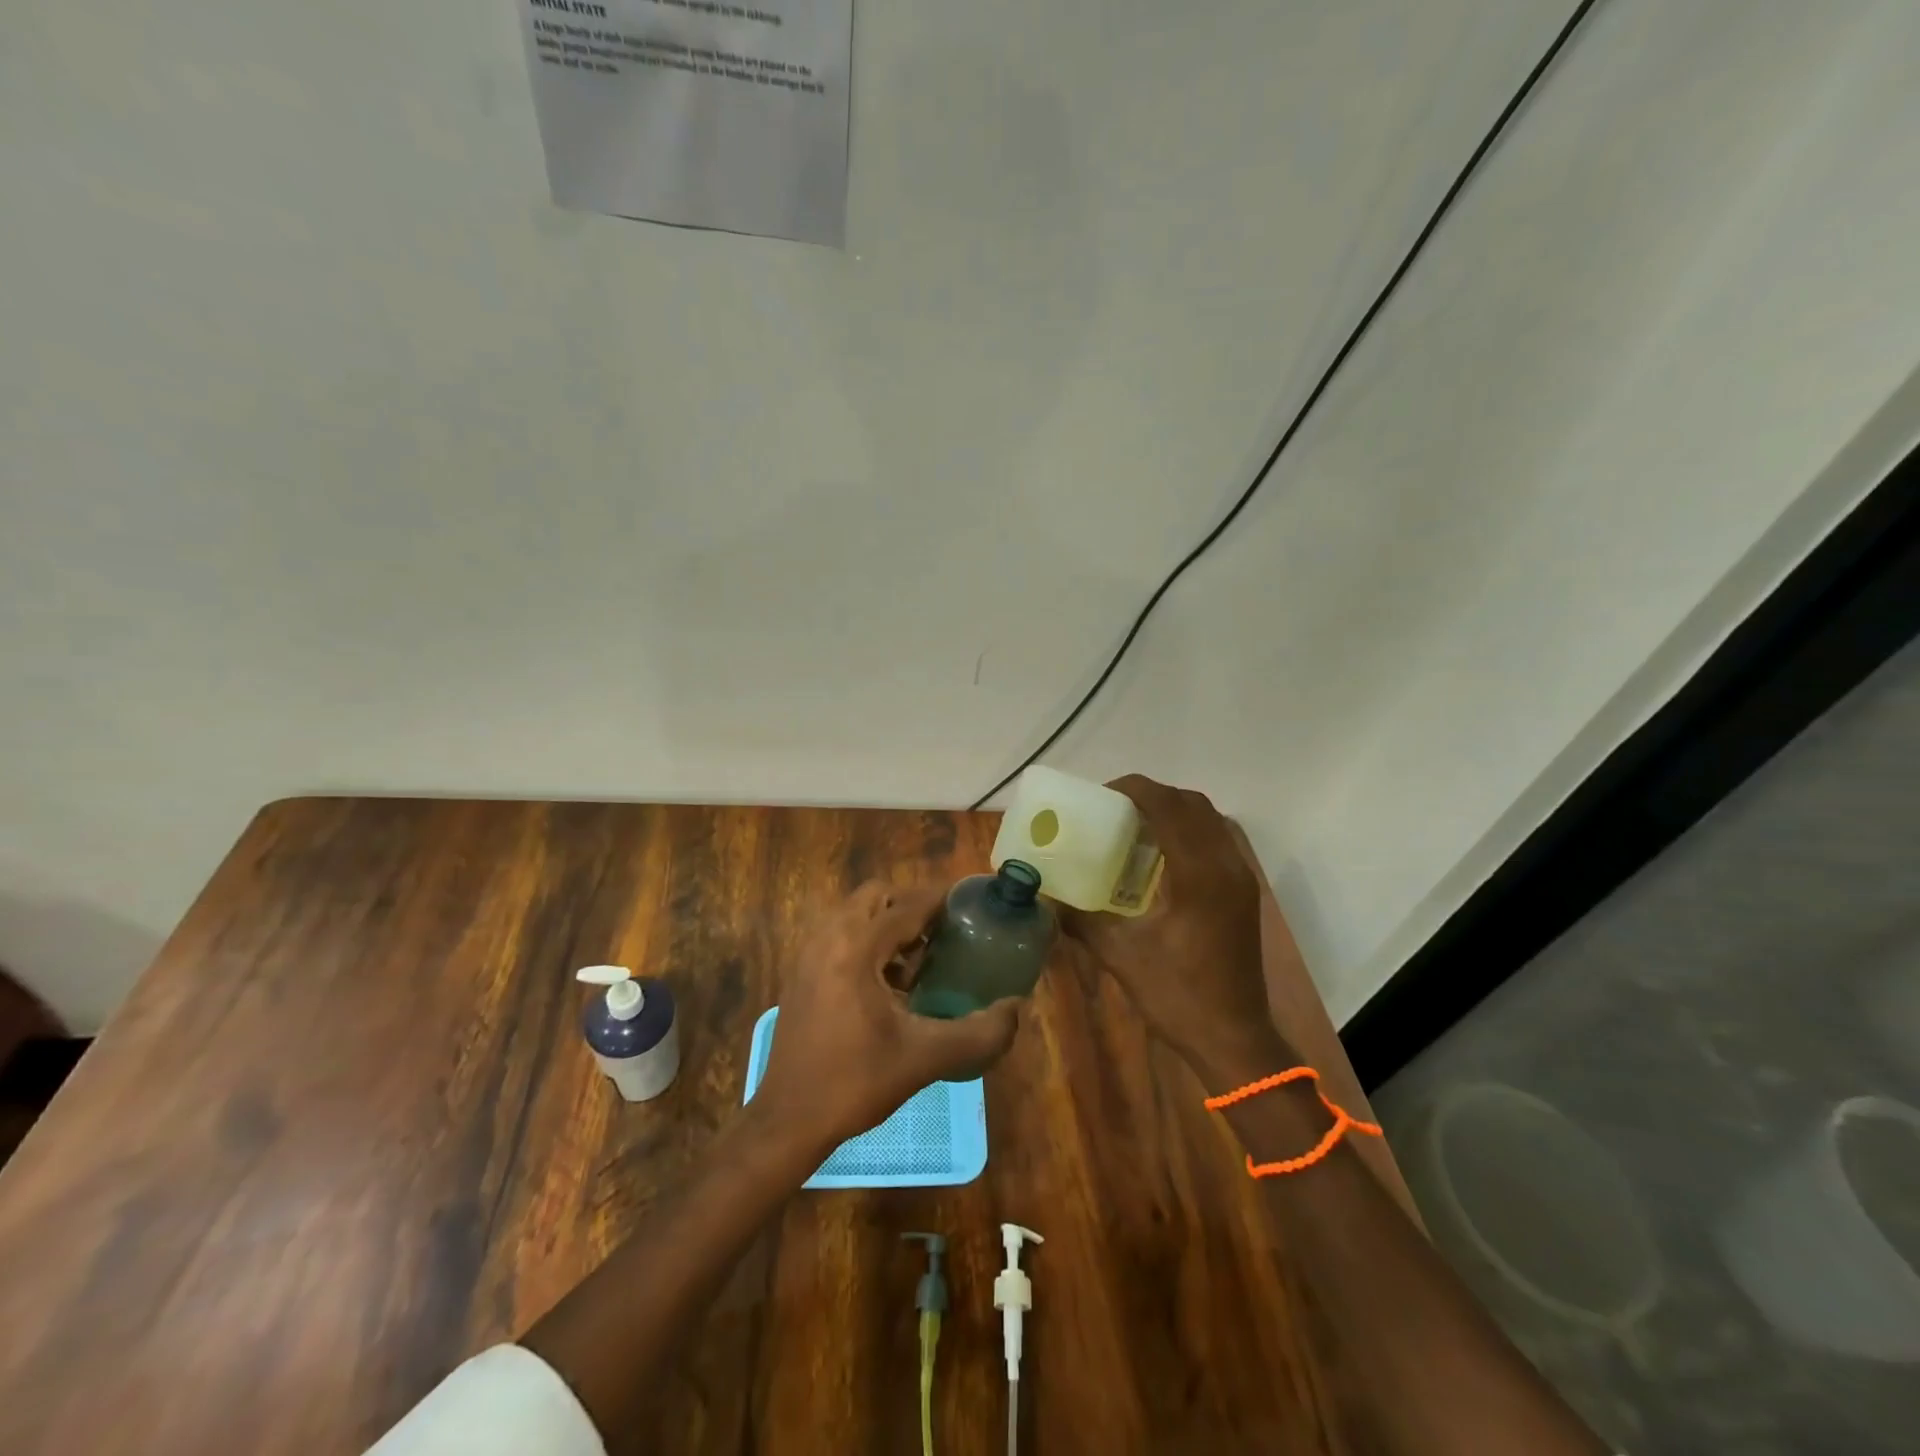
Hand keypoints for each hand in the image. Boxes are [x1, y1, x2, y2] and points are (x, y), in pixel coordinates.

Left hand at [756, 881, 1021, 1150]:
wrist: (788, 1121)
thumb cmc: (855, 1083)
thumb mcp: (925, 1058)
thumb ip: (979, 1033)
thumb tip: (1016, 1008)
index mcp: (856, 947)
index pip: (908, 906)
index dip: (942, 901)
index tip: (972, 905)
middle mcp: (828, 937)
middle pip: (877, 897)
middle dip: (912, 909)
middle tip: (942, 938)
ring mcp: (809, 953)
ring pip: (856, 915)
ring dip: (888, 926)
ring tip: (918, 965)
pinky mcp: (800, 973)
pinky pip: (840, 936)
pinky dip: (867, 943)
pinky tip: (888, 987)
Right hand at [1058, 775, 1293, 1081]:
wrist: (1234, 1039)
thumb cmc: (1177, 997)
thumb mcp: (1121, 956)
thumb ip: (1081, 920)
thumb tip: (1044, 897)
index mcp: (1198, 875)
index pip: (1169, 807)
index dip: (1135, 790)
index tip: (1101, 795)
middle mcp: (1225, 866)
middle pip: (1192, 804)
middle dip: (1152, 796)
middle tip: (1114, 809)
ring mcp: (1240, 879)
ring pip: (1209, 820)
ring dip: (1172, 812)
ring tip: (1133, 827)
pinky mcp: (1243, 892)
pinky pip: (1216, 841)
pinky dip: (1188, 833)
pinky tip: (1158, 858)